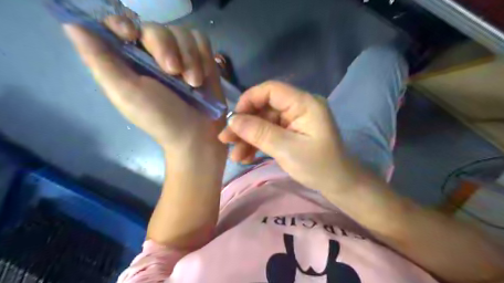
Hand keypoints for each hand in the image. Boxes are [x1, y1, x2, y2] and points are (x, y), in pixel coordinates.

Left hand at [65, 15, 226, 165]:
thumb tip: (72, 26)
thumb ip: (101, 62)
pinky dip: (204, 57)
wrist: (197, 134)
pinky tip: (203, 77)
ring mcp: (180, 56)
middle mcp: (154, 55)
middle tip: (173, 71)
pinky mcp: (202, 60)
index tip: (132, 36)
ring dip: (191, 58)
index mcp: (130, 62)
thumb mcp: (126, 93)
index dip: (123, 24)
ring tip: (193, 83)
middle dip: (167, 48)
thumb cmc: (161, 118)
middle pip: (157, 28)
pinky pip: (201, 41)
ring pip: (183, 34)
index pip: (120, 26)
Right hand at [220, 81, 357, 192]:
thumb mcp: (287, 150)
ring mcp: (294, 120)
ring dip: (248, 137)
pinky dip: (257, 143)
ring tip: (236, 157)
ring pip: (264, 122)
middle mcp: (299, 106)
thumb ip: (259, 133)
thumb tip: (232, 120)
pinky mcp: (291, 131)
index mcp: (304, 103)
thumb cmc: (319, 167)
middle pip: (264, 108)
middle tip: (226, 141)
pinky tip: (246, 157)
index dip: (248, 101)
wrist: (338, 184)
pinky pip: (270, 132)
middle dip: (244, 125)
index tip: (233, 120)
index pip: (270, 90)